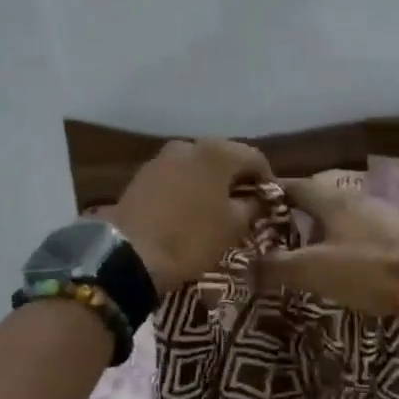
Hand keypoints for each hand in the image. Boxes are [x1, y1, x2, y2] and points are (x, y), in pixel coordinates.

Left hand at [111, 139, 272, 293]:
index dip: (267, 180)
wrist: (129, 254)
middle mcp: (190, 144)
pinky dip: (188, 187)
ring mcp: (162, 158)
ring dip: (211, 182)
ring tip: (216, 209)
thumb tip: (258, 198)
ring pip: (198, 166)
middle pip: (225, 157)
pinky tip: (189, 210)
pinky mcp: (143, 174)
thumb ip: (252, 206)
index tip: (270, 202)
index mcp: (218, 152)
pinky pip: (176, 176)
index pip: (255, 158)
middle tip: (245, 205)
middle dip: (237, 179)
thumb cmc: (191, 238)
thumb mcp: (233, 227)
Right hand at [257, 178, 398, 315]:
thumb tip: (243, 269)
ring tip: (305, 251)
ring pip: (342, 217)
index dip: (271, 192)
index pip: (294, 185)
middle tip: (274, 232)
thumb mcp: (314, 270)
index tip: (250, 203)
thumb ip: (276, 268)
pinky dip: (344, 243)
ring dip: (322, 229)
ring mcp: (384, 217)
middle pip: (319, 199)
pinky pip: (362, 234)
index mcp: (333, 200)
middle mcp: (357, 200)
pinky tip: (342, 263)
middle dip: (296, 212)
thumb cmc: (368, 270)